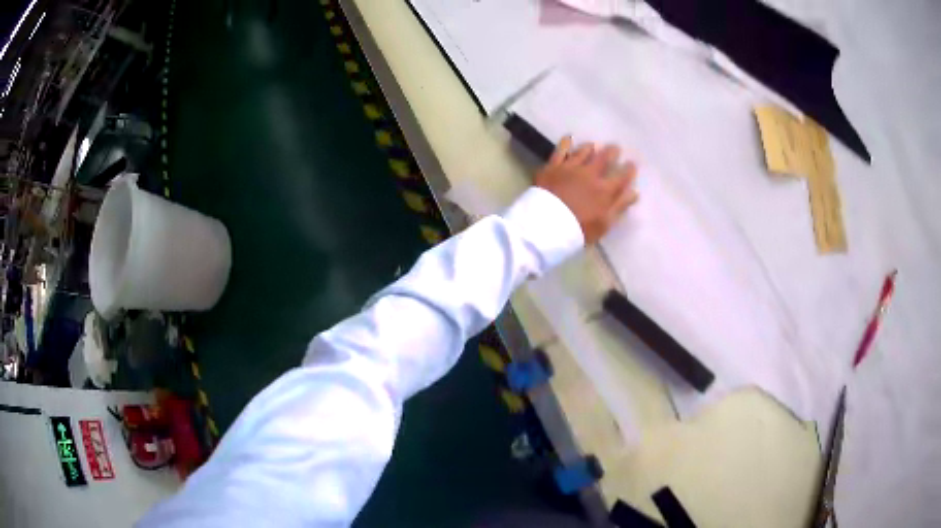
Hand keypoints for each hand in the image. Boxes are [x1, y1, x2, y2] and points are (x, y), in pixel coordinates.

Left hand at [534, 136, 638, 243]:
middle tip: (615, 148)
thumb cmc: (578, 229)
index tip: (632, 164)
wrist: (546, 224)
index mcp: (605, 190)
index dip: (629, 169)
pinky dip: (566, 143)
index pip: (622, 176)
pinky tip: (569, 138)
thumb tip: (634, 192)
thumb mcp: (604, 224)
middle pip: (604, 158)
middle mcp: (590, 174)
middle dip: (612, 151)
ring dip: (590, 147)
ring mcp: (571, 168)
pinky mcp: (553, 166)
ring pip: (583, 152)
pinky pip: (560, 151)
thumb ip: (619, 206)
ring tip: (593, 145)